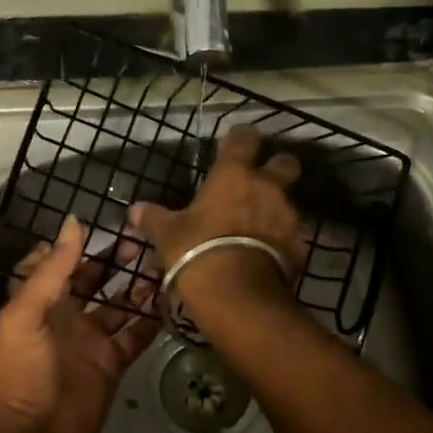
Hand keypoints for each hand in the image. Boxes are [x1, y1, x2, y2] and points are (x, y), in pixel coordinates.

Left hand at [0, 217, 160, 432]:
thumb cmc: (23, 370)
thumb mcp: (27, 314)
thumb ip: (52, 269)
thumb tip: (75, 223)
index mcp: (42, 301)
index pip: (57, 263)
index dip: (74, 245)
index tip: (103, 224)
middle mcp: (68, 316)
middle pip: (94, 280)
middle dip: (115, 261)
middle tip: (145, 241)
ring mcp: (92, 340)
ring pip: (119, 305)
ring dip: (138, 287)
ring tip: (163, 265)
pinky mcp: (112, 363)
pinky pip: (136, 336)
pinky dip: (152, 321)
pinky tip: (172, 301)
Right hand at [128, 125, 305, 321]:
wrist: (239, 294)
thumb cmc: (198, 251)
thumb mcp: (167, 235)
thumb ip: (153, 218)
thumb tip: (134, 210)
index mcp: (234, 174)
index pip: (245, 138)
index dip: (241, 137)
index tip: (234, 143)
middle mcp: (267, 187)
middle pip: (286, 162)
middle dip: (277, 167)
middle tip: (260, 180)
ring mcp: (287, 216)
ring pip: (290, 200)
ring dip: (277, 207)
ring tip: (259, 224)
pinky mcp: (298, 245)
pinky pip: (292, 235)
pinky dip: (281, 240)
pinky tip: (267, 253)